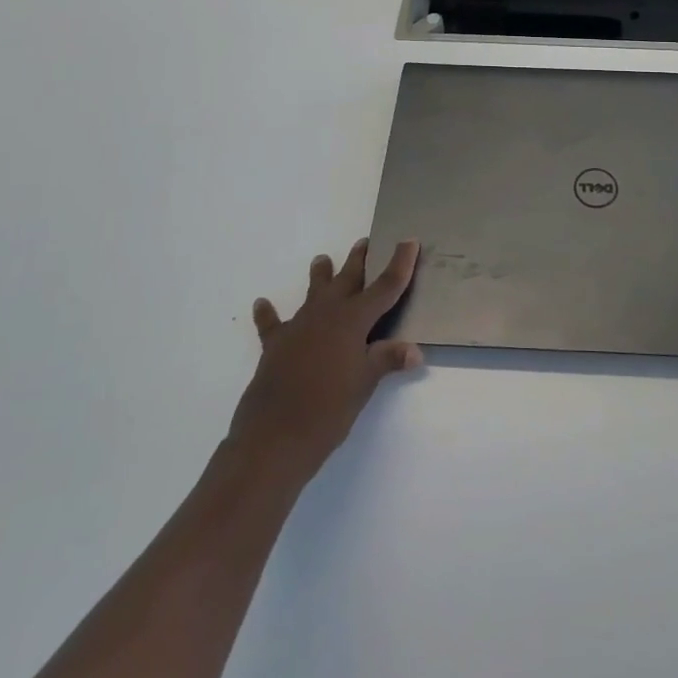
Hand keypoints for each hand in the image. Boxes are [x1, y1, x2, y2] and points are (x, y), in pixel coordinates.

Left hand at [224, 239, 422, 486]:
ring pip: (313, 293)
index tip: (409, 240)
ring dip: (320, 276)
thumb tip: (415, 351)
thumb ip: (387, 360)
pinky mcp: (275, 345)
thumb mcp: (365, 384)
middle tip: (365, 242)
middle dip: (358, 260)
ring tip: (322, 260)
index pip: (384, 286)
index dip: (399, 263)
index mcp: (353, 320)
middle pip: (347, 280)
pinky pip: (272, 323)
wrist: (274, 437)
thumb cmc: (328, 409)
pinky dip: (268, 314)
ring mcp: (298, 327)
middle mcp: (326, 314)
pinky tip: (262, 304)